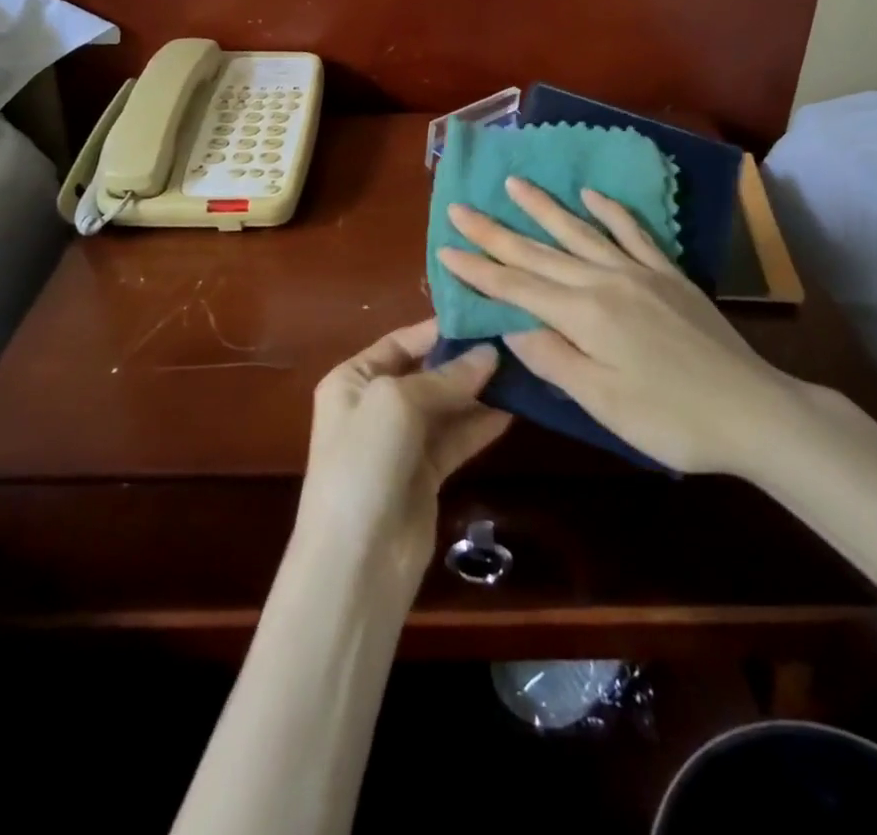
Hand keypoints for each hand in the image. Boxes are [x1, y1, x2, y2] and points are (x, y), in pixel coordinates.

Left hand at [295, 320, 509, 595]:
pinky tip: (513, 409)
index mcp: (353, 379)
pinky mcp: (425, 475)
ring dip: (479, 391)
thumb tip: (490, 354)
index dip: (441, 328)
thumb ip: (445, 378)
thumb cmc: (364, 462)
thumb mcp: (398, 403)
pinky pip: (456, 439)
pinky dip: (480, 425)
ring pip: (446, 406)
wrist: (355, 561)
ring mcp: (400, 442)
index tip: (485, 315)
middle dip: (466, 359)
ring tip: (523, 369)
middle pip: (427, 372)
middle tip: (514, 340)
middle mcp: (374, 405)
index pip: (401, 341)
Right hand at [437, 178, 806, 475]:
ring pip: (579, 232)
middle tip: (460, 208)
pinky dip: (609, 211)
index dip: (478, 269)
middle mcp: (604, 281)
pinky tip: (591, 195)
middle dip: (495, 232)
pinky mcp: (668, 274)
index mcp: (583, 315)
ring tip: (514, 183)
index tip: (444, 248)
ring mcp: (638, 272)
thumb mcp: (602, 402)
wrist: (754, 410)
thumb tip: (511, 327)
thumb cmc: (671, 419)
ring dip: (543, 208)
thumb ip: (553, 359)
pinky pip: (632, 233)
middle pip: (539, 252)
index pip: (517, 286)